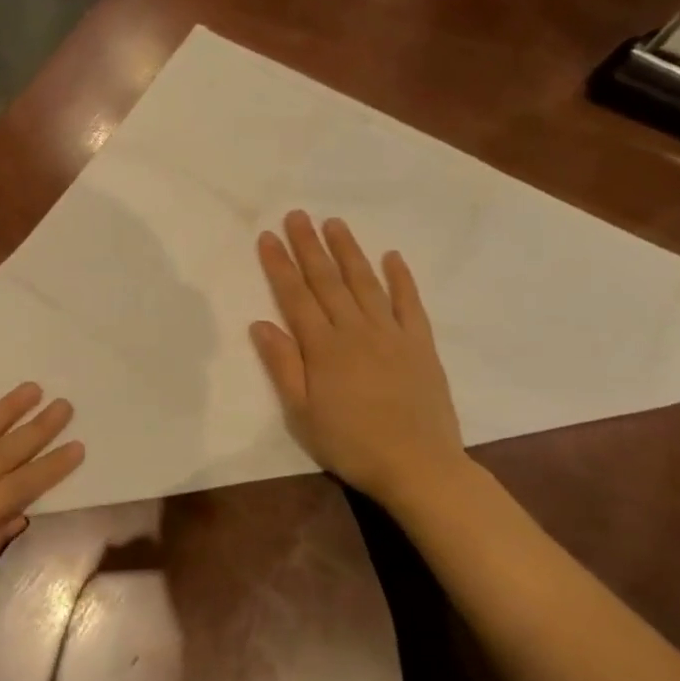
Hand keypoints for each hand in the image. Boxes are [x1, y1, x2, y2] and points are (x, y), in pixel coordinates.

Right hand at [251, 211, 467, 504]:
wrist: (418, 465)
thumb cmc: (350, 443)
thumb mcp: (302, 413)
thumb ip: (282, 365)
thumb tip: (259, 323)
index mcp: (323, 347)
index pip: (295, 296)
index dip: (279, 265)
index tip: (267, 237)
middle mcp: (355, 330)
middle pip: (327, 280)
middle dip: (309, 246)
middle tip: (296, 215)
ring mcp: (391, 334)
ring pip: (365, 283)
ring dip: (348, 251)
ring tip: (334, 223)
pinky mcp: (420, 344)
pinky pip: (409, 303)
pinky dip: (401, 278)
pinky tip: (392, 256)